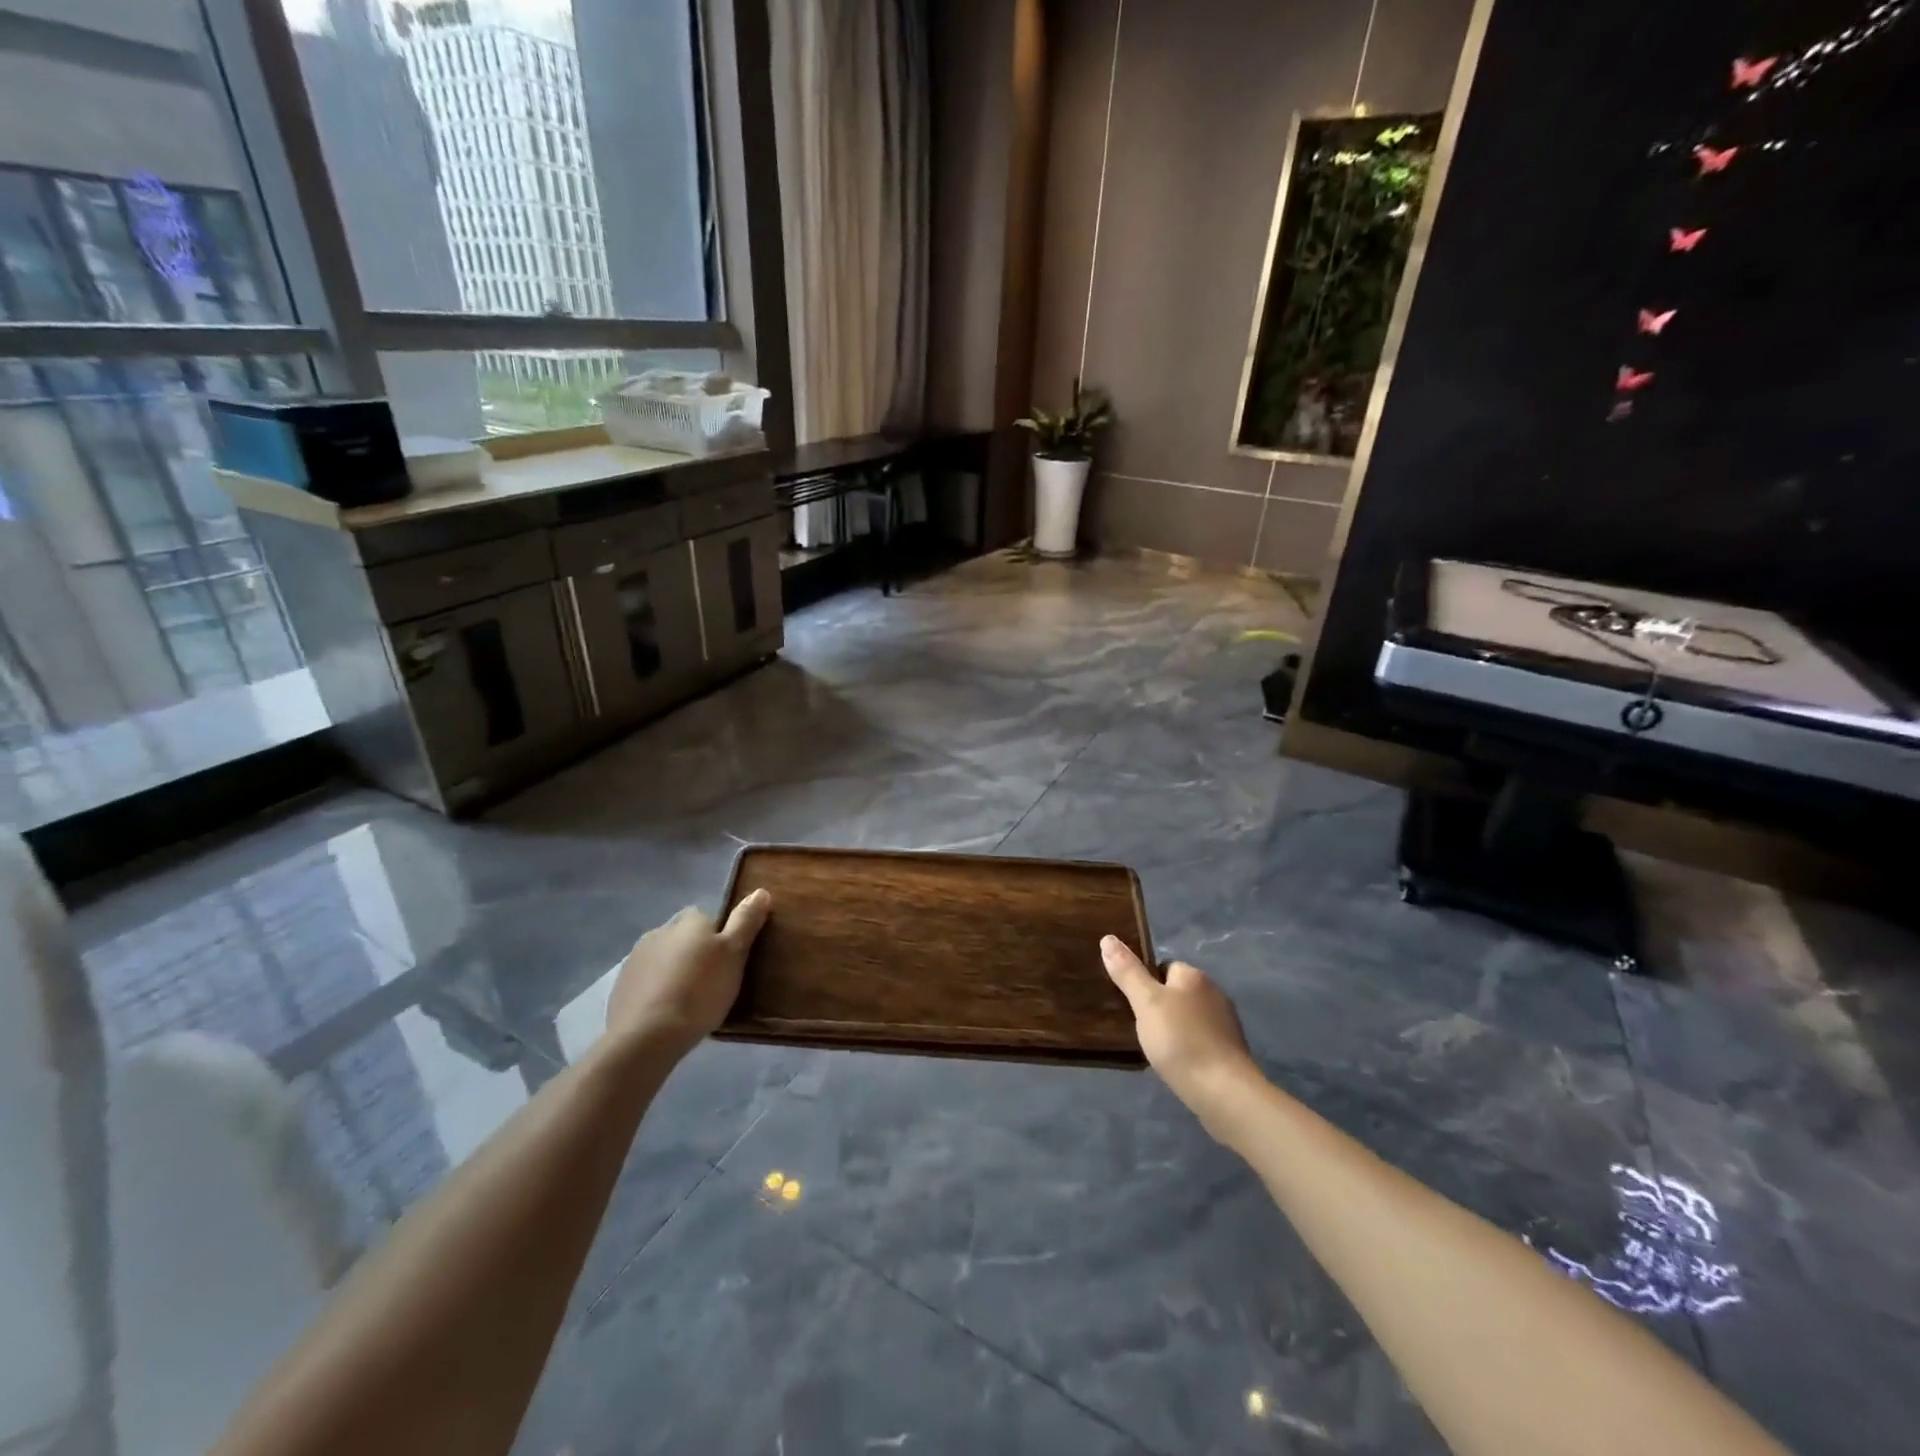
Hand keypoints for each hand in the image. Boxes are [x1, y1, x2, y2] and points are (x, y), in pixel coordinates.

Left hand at [606, 890, 772, 1057]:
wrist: (647, 1036)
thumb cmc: (700, 990)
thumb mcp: (735, 954)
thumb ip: (746, 921)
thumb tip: (761, 891)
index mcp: (689, 920)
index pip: (707, 917)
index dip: (719, 937)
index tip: (728, 961)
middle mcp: (660, 930)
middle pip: (683, 937)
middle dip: (695, 953)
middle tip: (712, 982)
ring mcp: (635, 959)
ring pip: (664, 958)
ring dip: (675, 971)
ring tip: (689, 1001)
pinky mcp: (621, 987)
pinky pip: (646, 982)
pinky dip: (657, 991)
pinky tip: (667, 1013)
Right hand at [1102, 936, 1260, 1139]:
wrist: (1224, 1092)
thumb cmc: (1180, 1041)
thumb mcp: (1145, 1003)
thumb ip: (1128, 971)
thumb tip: (1108, 938)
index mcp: (1194, 976)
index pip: (1164, 966)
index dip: (1147, 982)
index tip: (1133, 1003)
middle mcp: (1214, 992)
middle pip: (1178, 991)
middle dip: (1161, 1006)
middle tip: (1140, 1027)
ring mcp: (1226, 1023)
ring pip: (1190, 1017)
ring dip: (1176, 1028)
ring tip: (1156, 1048)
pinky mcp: (1231, 1051)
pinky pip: (1201, 1039)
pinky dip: (1189, 1047)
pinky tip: (1178, 1063)